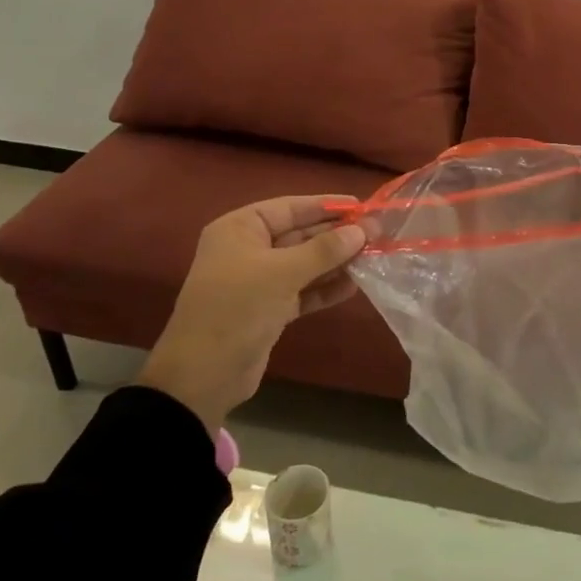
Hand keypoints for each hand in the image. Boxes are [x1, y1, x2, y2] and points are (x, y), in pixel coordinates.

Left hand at [136, 195, 365, 430]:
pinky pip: (303, 290)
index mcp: (240, 229)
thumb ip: (324, 250)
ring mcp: (258, 281)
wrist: (203, 375)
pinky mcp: (269, 309)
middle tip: (377, 234)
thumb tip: (363, 230)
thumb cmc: (237, 308)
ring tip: (374, 257)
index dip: (326, 206)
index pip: (289, 207)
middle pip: (300, 235)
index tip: (362, 206)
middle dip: (336, 235)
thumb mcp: (282, 273)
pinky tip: (355, 286)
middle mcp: (248, 249)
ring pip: (305, 264)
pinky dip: (326, 288)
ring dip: (336, 262)